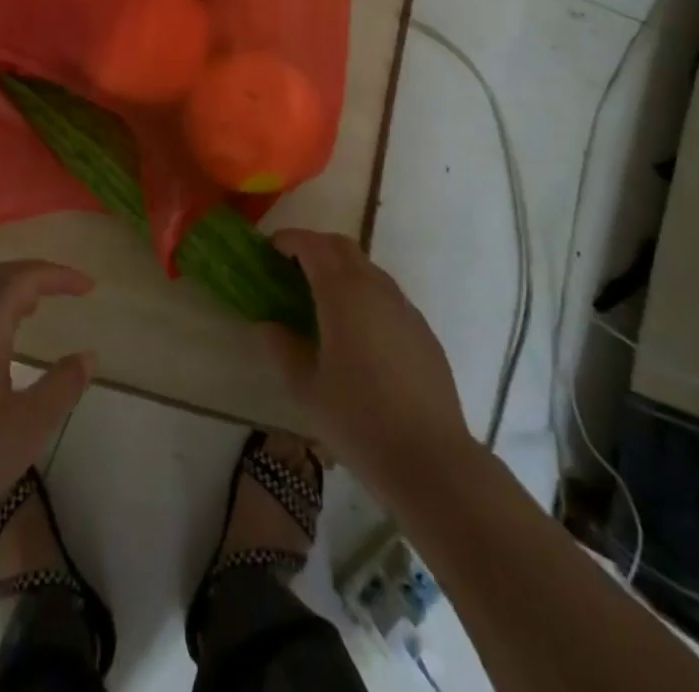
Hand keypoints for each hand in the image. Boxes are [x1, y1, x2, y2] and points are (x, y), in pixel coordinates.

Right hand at [258, 230, 475, 501]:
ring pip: (367, 267)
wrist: (431, 459)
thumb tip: (268, 324)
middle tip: (290, 268)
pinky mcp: (422, 328)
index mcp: (342, 293)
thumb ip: (281, 347)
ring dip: (340, 268)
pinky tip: (356, 330)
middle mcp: (375, 287)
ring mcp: (404, 306)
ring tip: (320, 299)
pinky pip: (386, 293)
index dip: (288, 240)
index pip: (312, 245)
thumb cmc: (359, 421)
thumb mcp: (306, 387)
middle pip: (341, 246)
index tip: (269, 251)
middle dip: (313, 246)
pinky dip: (363, 292)